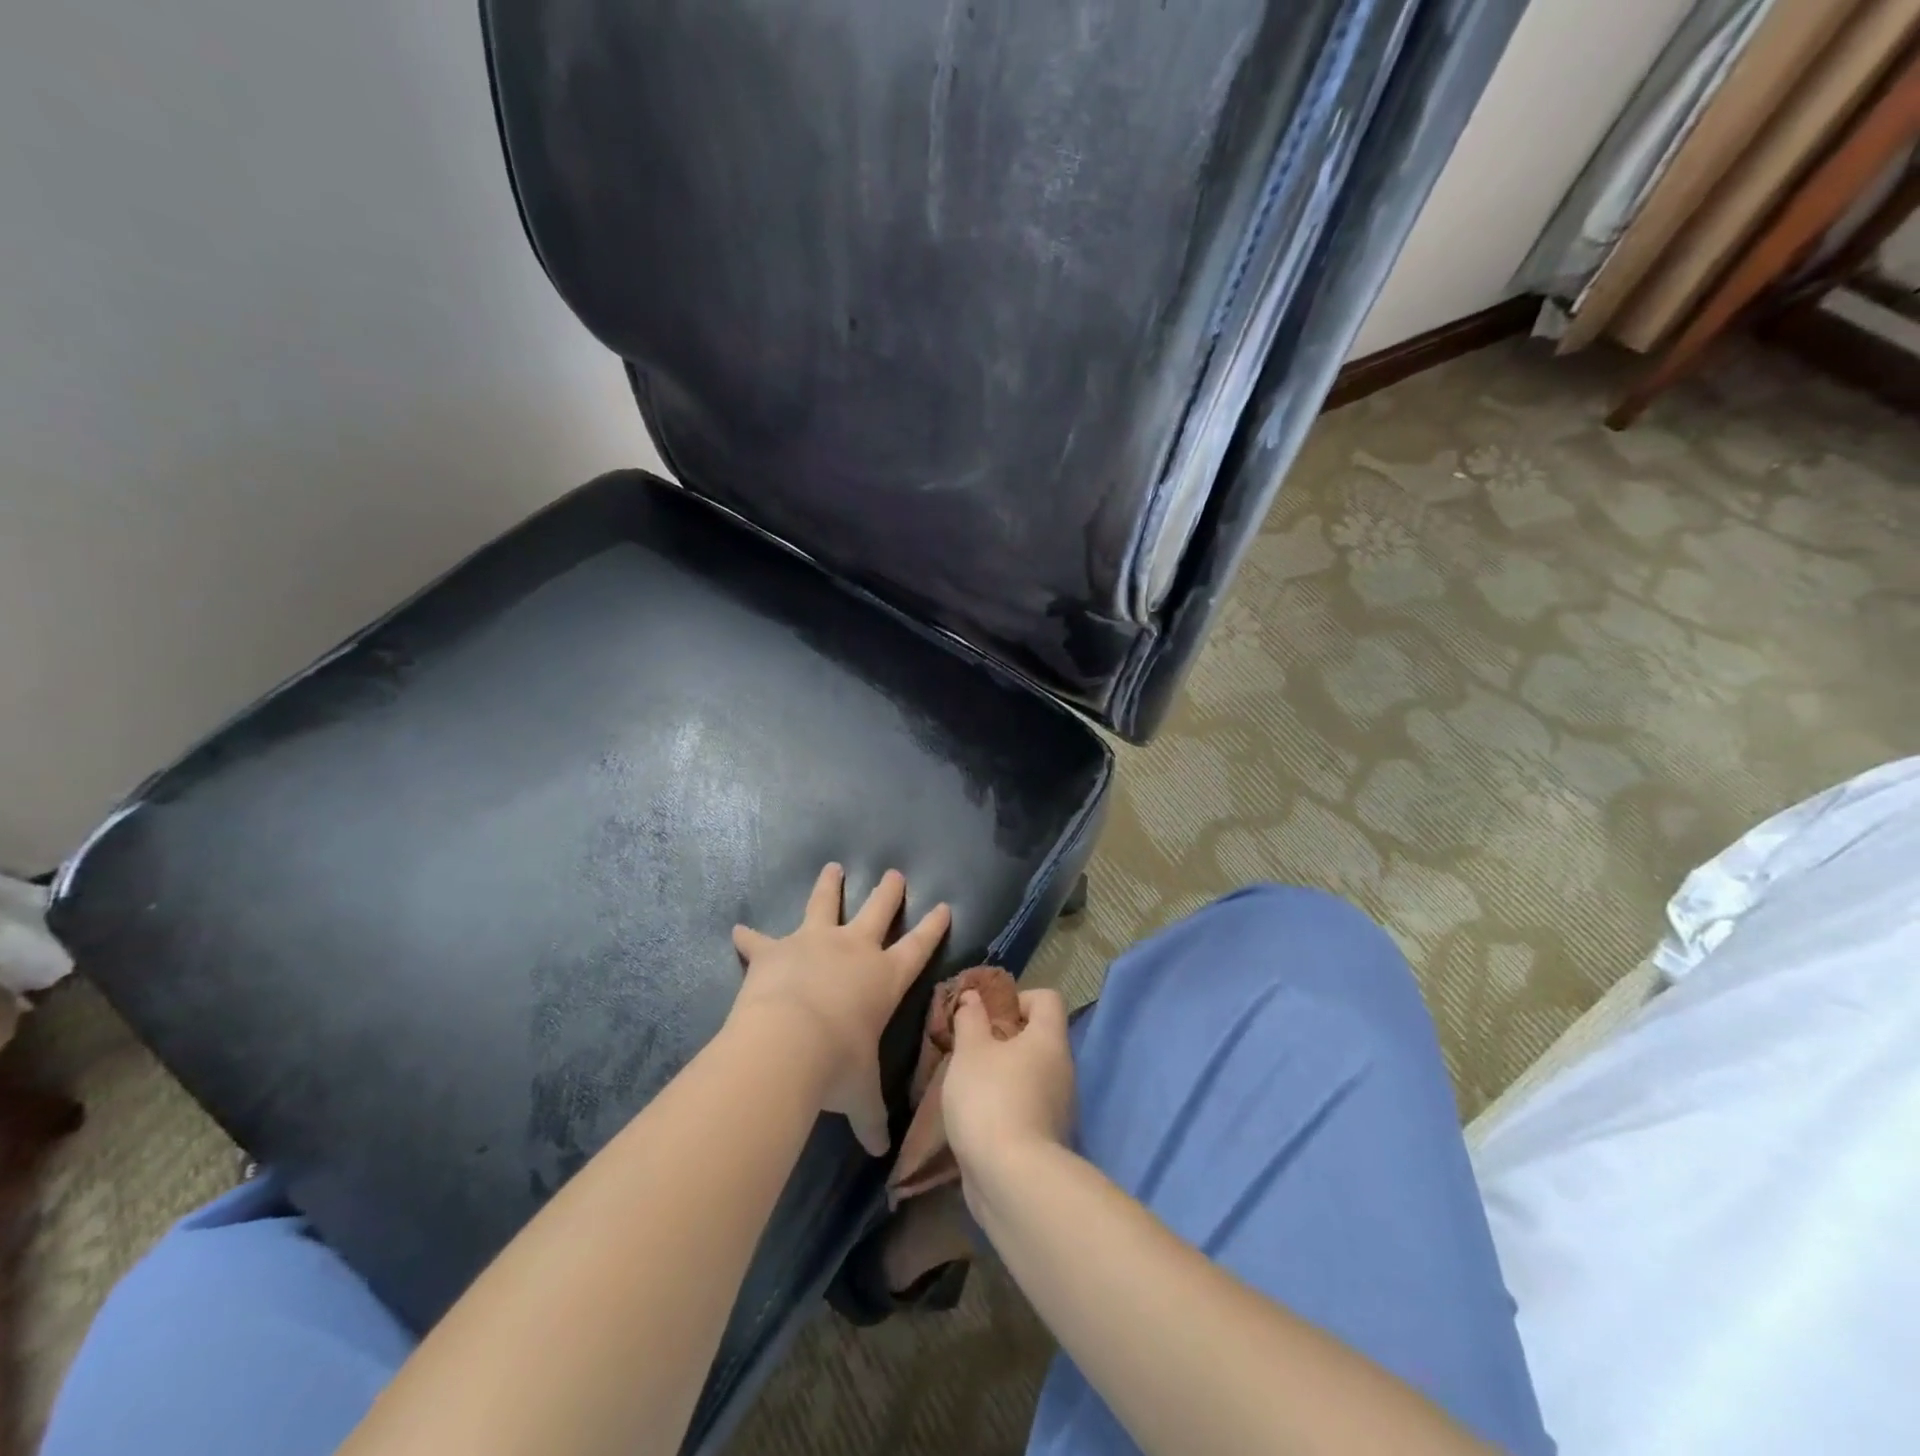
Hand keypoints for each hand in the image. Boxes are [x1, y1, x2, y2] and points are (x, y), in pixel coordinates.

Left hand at [729, 864, 949, 1155]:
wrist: (787, 1043)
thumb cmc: (837, 1066)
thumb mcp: (860, 1095)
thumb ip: (871, 1118)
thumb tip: (883, 1152)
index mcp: (884, 978)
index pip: (918, 947)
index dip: (934, 927)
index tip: (944, 906)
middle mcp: (853, 950)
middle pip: (877, 911)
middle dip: (889, 892)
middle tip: (895, 874)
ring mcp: (813, 943)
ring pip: (825, 904)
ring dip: (829, 886)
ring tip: (833, 867)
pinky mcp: (775, 950)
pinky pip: (759, 940)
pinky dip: (749, 937)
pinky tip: (737, 930)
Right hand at [942, 986, 1075, 1191]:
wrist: (1012, 1181)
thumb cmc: (990, 1099)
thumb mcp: (970, 1051)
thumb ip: (970, 1019)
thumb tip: (973, 997)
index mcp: (1049, 1039)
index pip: (1047, 999)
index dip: (1018, 998)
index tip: (988, 1016)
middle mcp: (1063, 1068)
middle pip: (1038, 1038)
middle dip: (1003, 1039)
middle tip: (971, 1050)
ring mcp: (1059, 1107)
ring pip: (1031, 1074)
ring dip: (1003, 1075)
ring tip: (968, 1085)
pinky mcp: (1048, 1139)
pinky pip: (1027, 1106)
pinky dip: (1006, 1105)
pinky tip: (978, 1118)